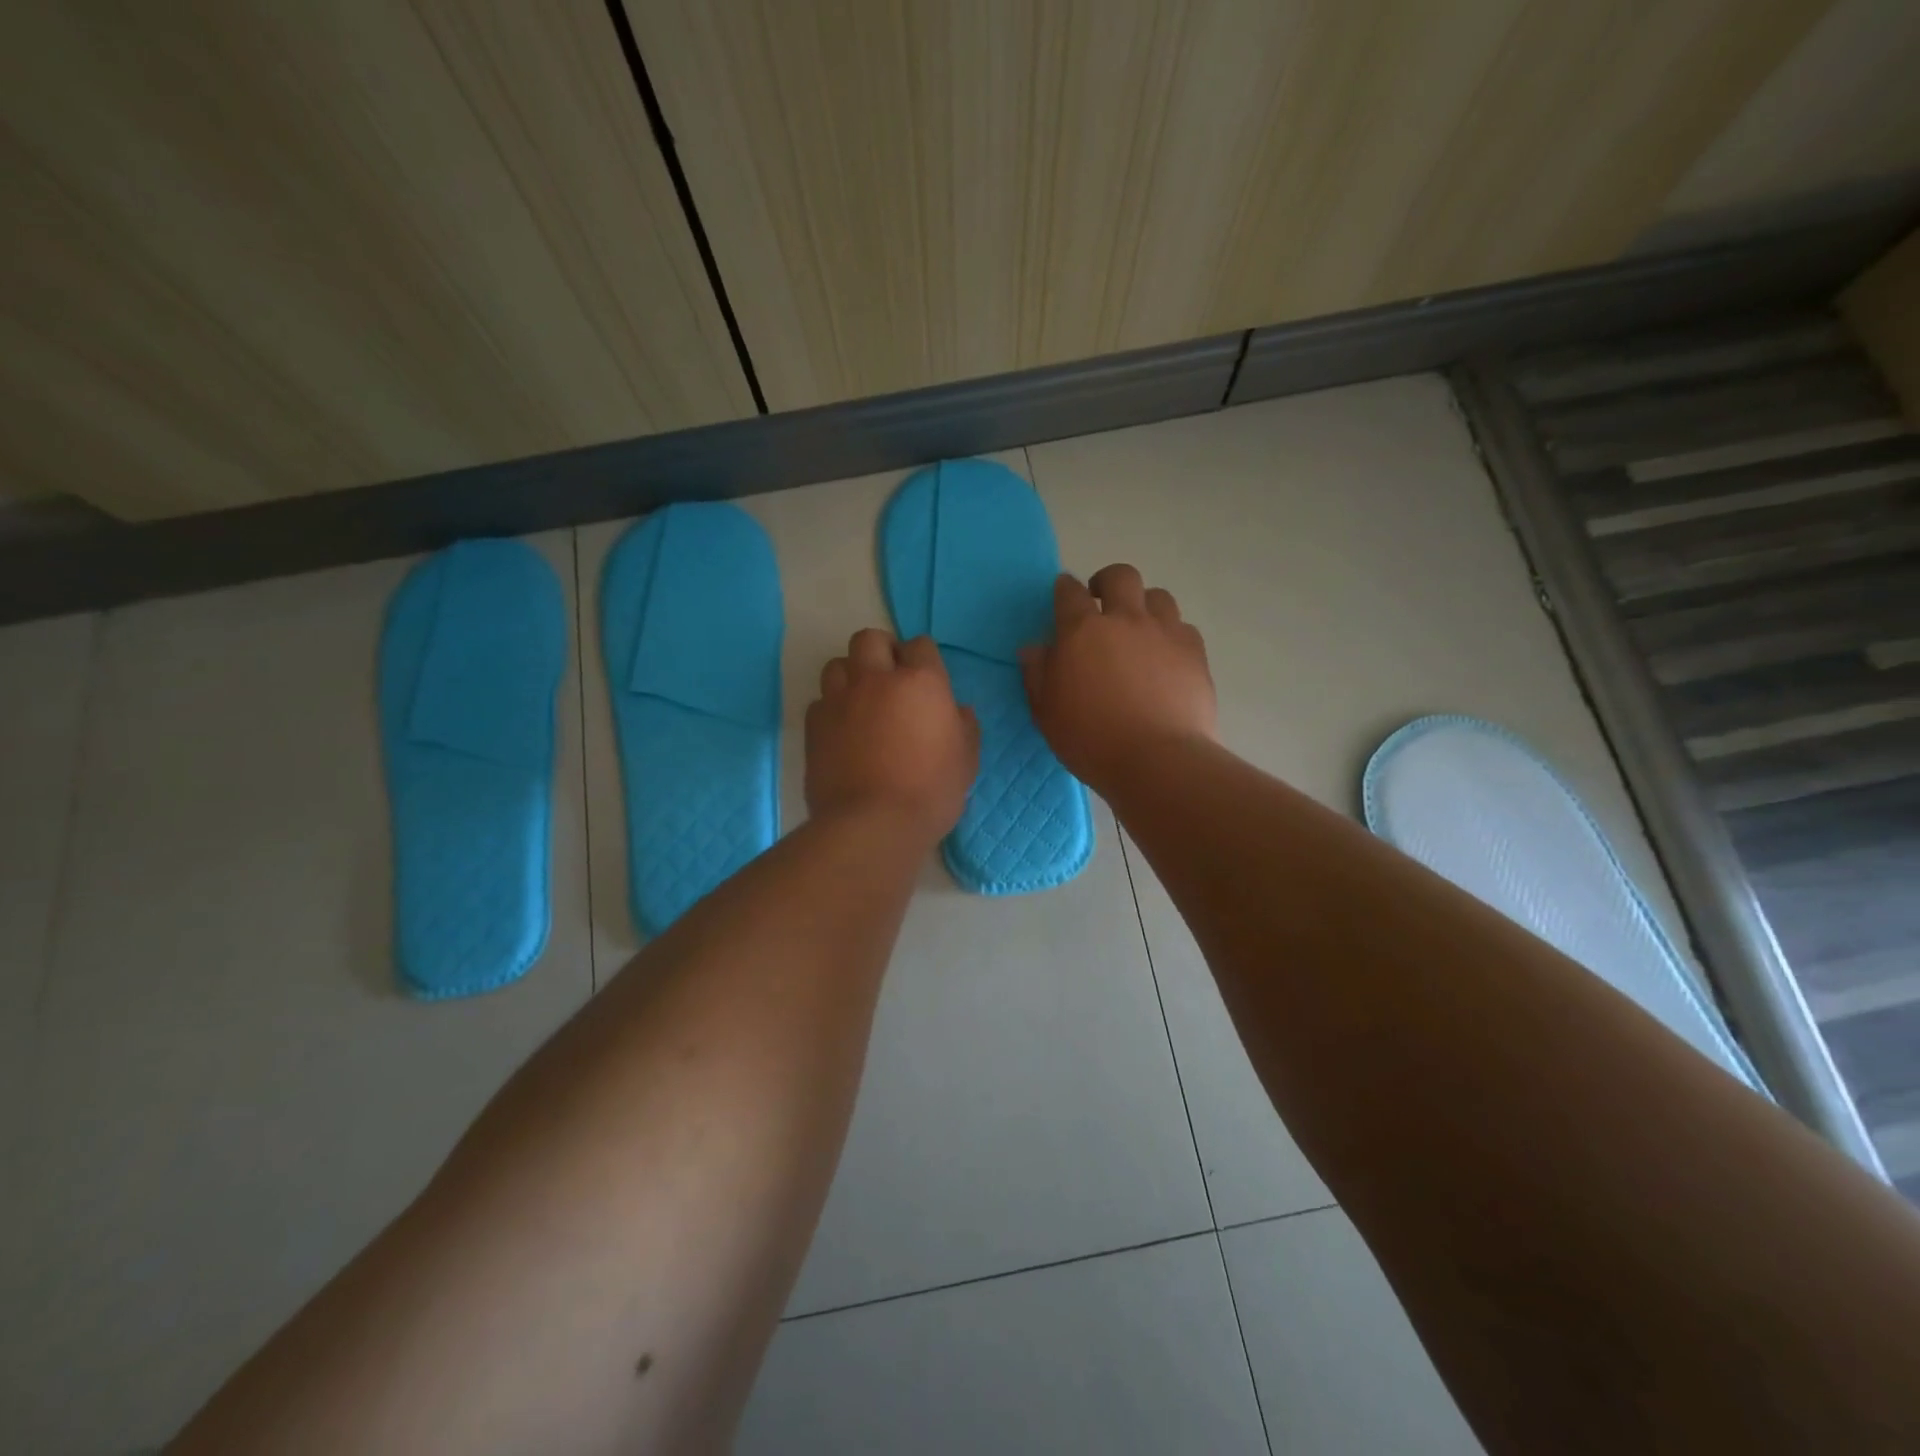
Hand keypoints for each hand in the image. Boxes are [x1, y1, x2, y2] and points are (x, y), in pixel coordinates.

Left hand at [806, 629, 979, 841]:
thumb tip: (958, 711)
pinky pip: (820, 701)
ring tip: (861, 701)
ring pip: (837, 664)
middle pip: (870, 639)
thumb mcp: (966, 761)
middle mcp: (876, 679)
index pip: (920, 644)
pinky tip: (841, 731)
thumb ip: (964, 727)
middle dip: (881, 651)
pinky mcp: (814, 724)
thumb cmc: (931, 792)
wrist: (873, 824)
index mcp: (920, 682)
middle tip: (889, 679)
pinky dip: (831, 709)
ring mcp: (840, 699)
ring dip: (851, 675)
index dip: (923, 659)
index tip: (925, 681)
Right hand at [1020, 566, 1216, 794]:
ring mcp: (1165, 632)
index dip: (1064, 589)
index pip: (1069, 592)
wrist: (1157, 760)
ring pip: (1158, 596)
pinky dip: (1170, 634)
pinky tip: (1165, 657)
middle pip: (1120, 576)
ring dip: (1144, 605)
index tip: (1063, 595)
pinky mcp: (1194, 651)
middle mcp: (1125, 619)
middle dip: (1107, 582)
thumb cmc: (1091, 739)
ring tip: (1138, 630)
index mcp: (1082, 631)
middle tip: (1101, 603)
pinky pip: (1183, 627)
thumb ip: (1037, 674)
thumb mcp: (1046, 712)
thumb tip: (1034, 647)